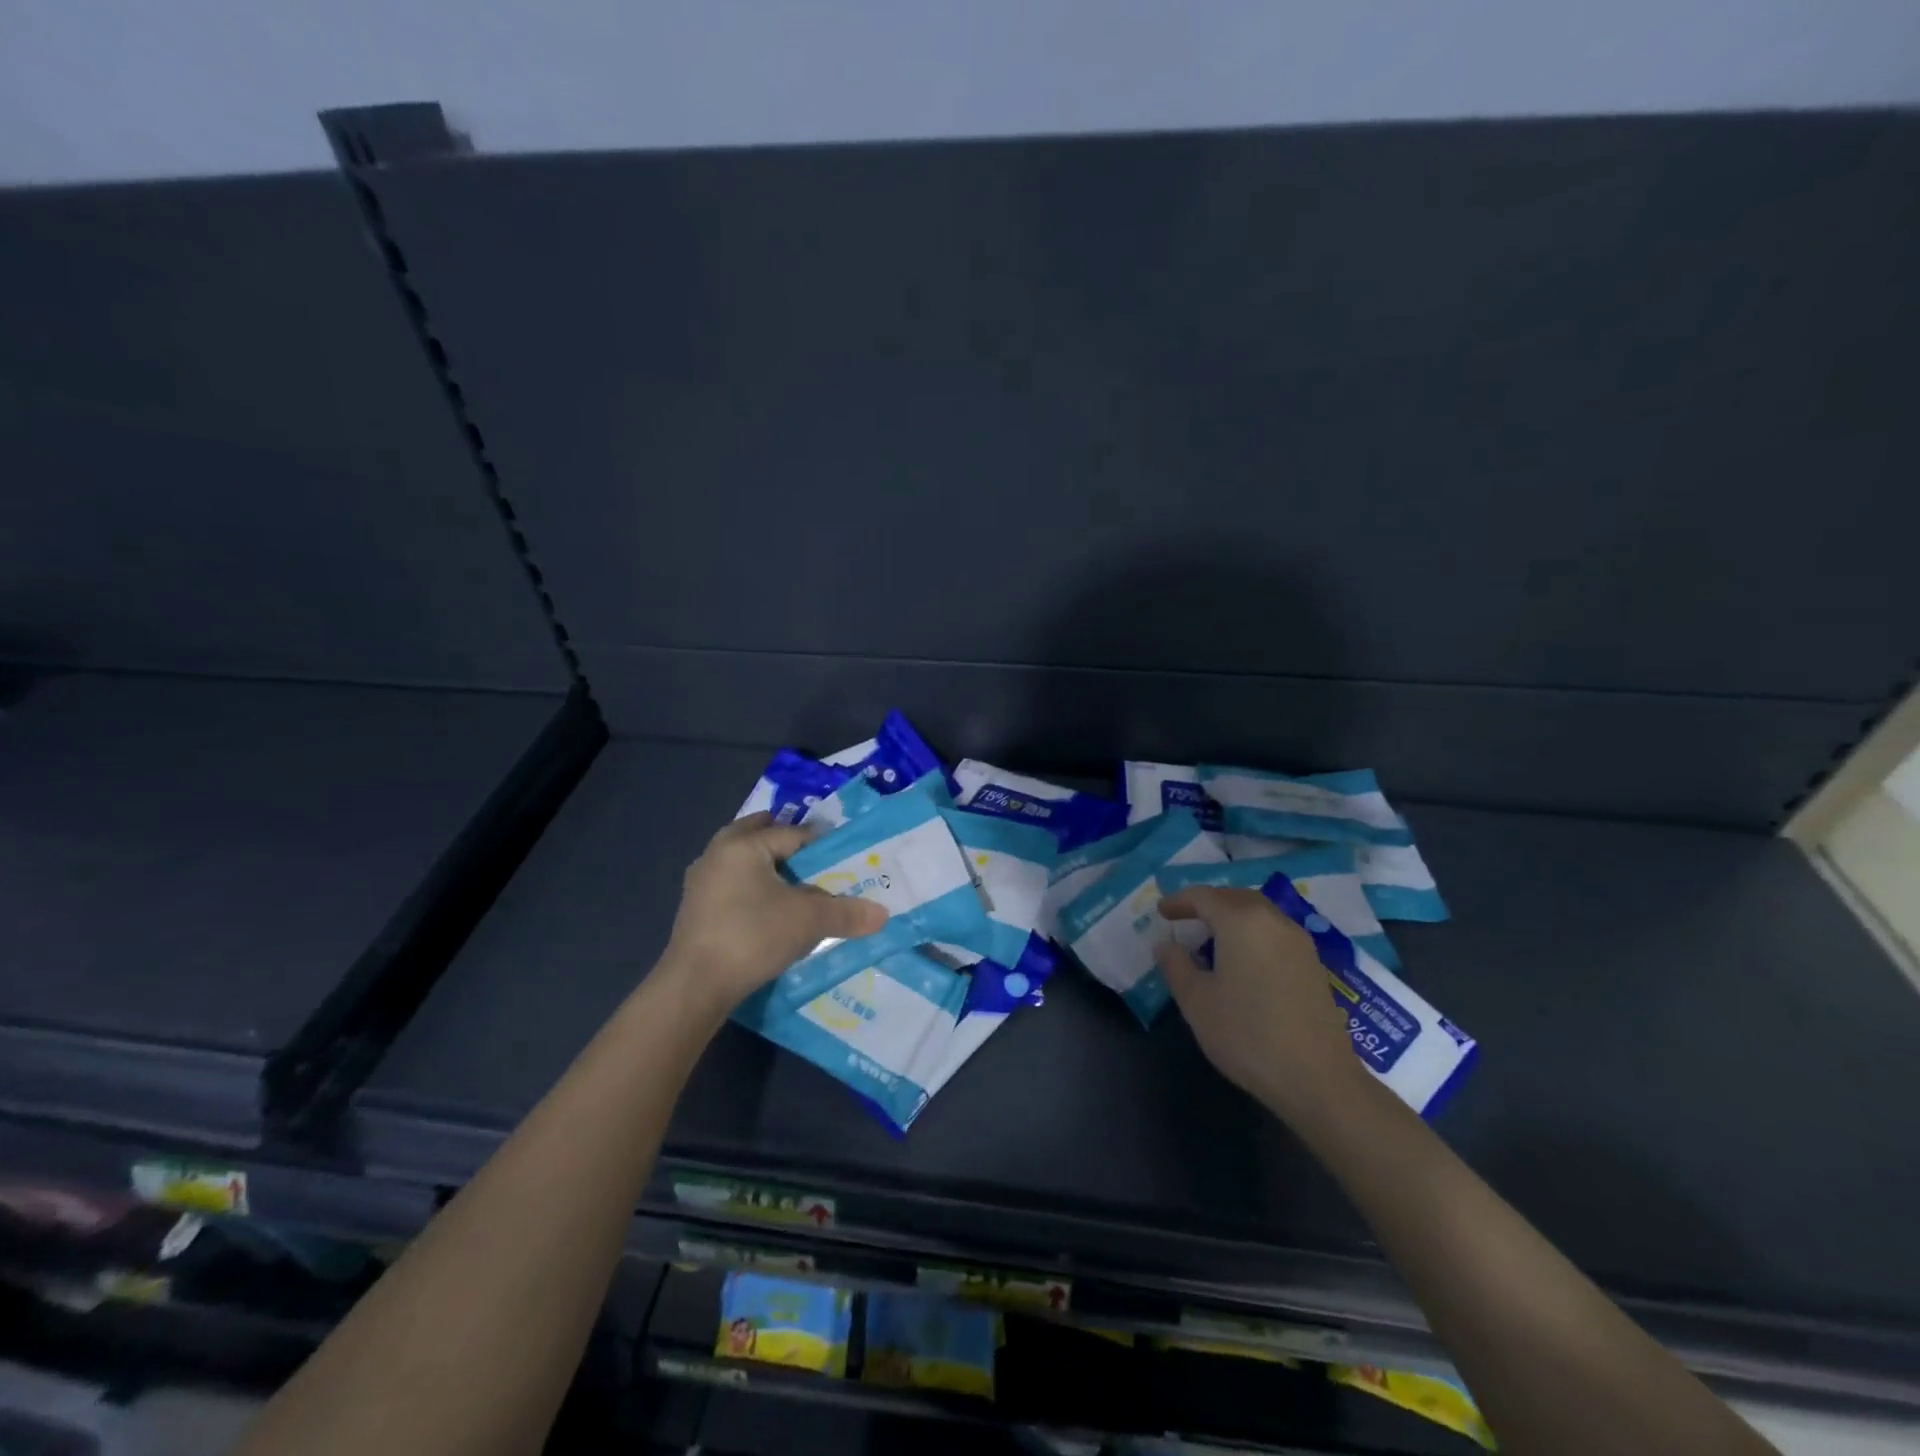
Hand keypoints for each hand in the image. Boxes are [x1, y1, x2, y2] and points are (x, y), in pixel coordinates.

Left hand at [661, 814, 887, 1013]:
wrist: (694, 987)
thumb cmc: (752, 936)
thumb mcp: (808, 921)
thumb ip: (846, 912)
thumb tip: (883, 914)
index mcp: (742, 845)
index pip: (793, 833)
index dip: (822, 844)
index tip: (845, 858)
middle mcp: (717, 853)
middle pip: (759, 836)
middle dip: (787, 843)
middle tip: (817, 859)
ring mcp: (701, 882)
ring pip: (742, 861)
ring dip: (767, 866)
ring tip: (797, 884)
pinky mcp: (695, 910)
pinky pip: (732, 884)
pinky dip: (752, 887)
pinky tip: (769, 908)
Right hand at [1155, 886, 1361, 1123]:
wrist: (1317, 1079)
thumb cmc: (1247, 1035)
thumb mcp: (1196, 1002)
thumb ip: (1176, 965)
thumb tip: (1166, 944)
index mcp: (1241, 921)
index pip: (1204, 896)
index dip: (1179, 901)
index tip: (1161, 912)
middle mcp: (1273, 920)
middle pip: (1235, 897)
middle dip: (1208, 903)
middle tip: (1185, 919)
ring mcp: (1299, 941)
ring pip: (1259, 913)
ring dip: (1233, 916)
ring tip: (1212, 939)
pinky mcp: (1314, 964)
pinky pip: (1275, 932)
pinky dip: (1253, 933)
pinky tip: (1244, 961)